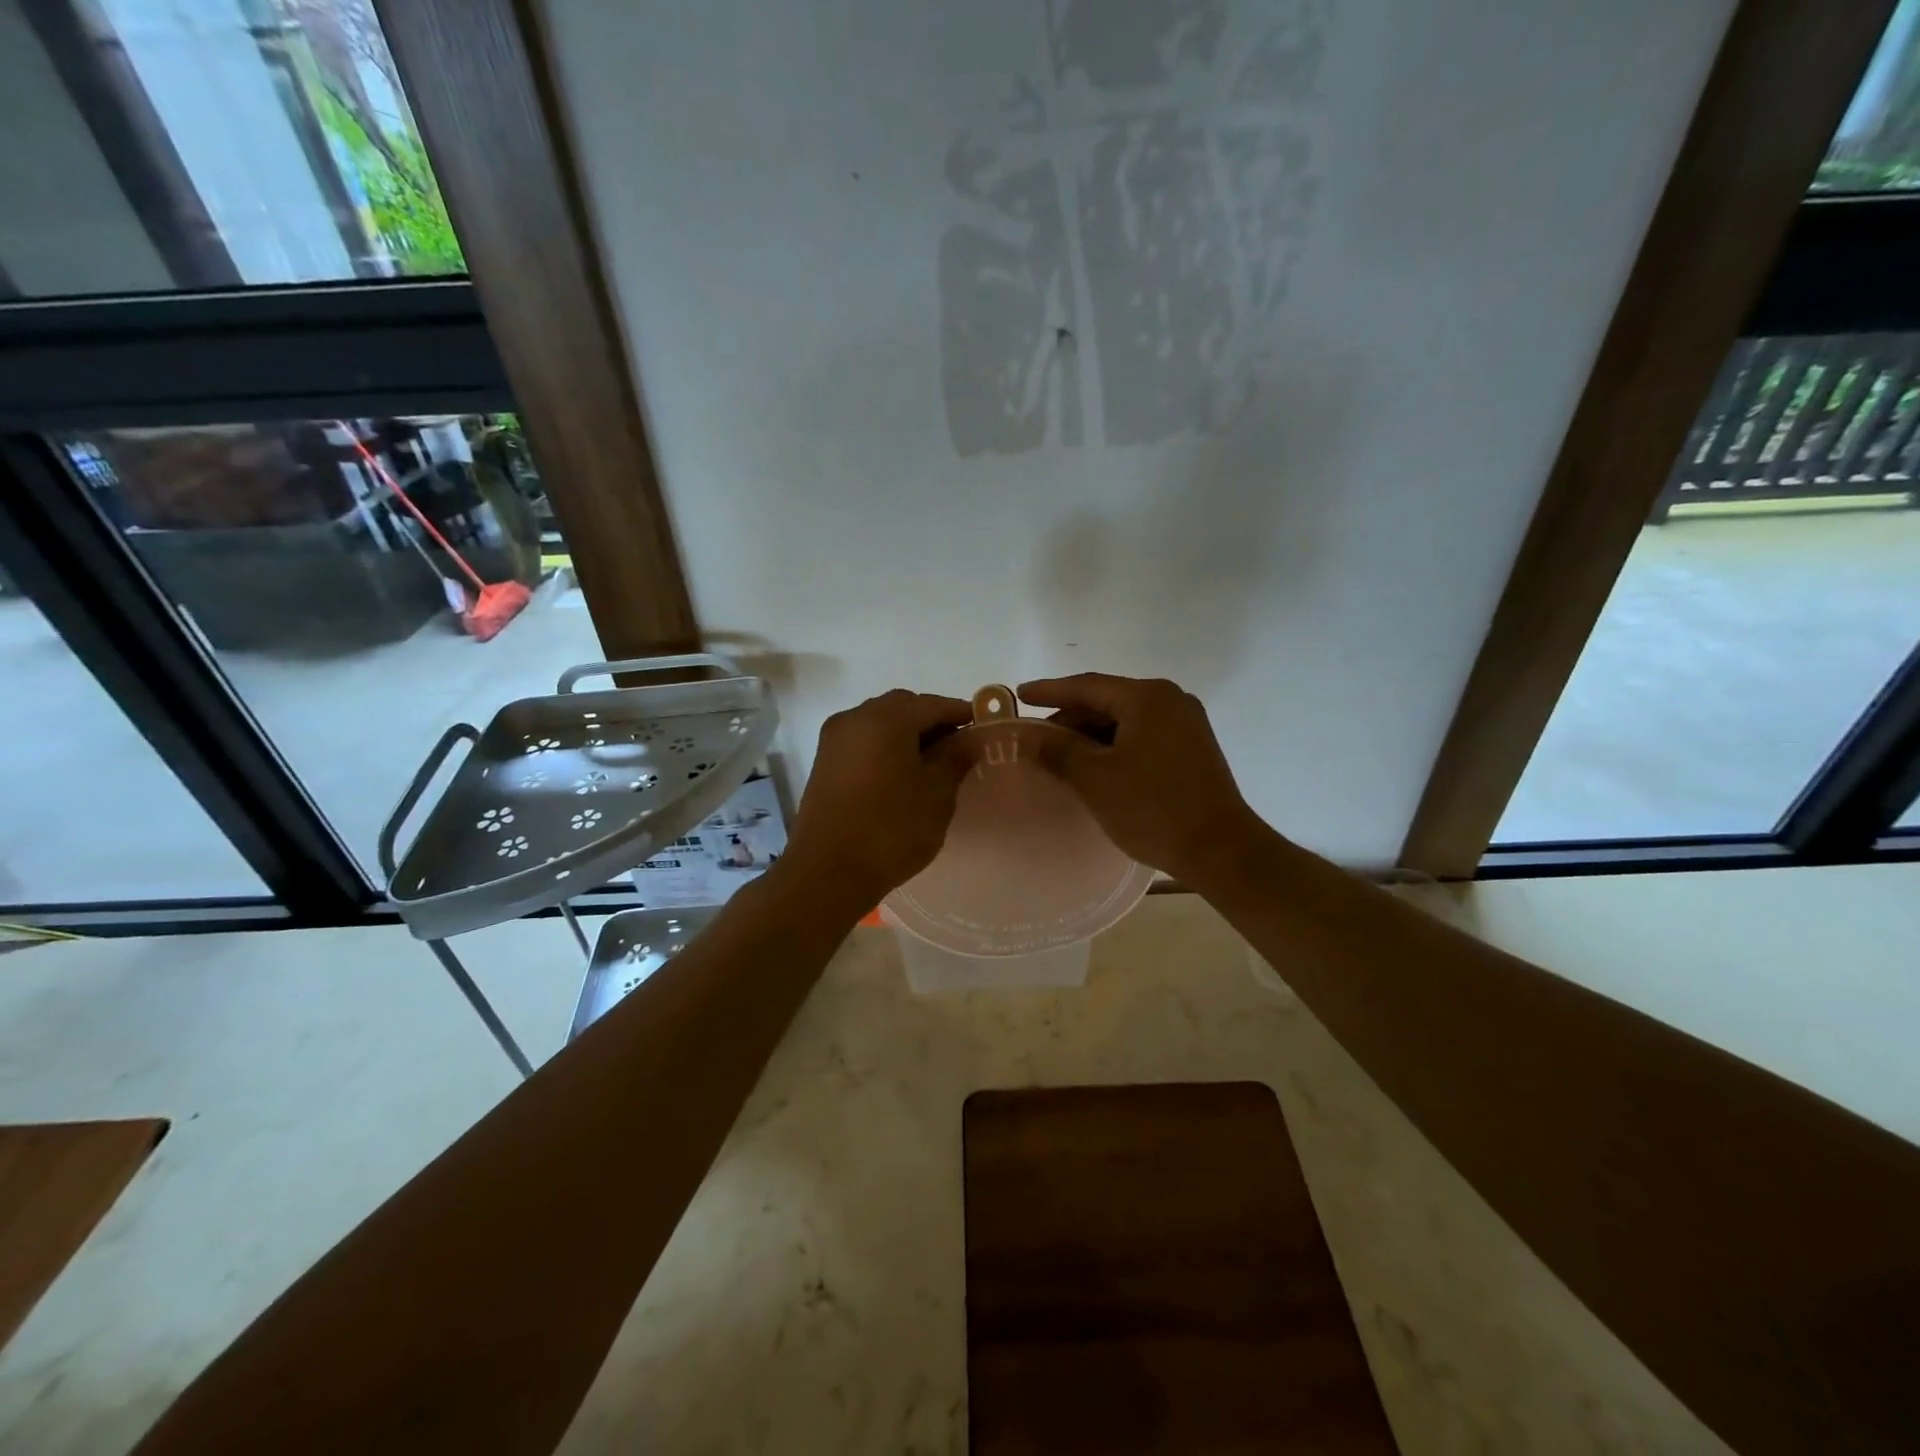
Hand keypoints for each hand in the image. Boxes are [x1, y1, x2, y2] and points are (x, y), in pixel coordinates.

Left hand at [783, 690, 973, 908]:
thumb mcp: (936, 794)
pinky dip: (886, 747)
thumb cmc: (891, 829)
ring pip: (880, 723)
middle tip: (958, 747)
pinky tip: (902, 774)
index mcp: (885, 718)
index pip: (932, 704)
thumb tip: (971, 737)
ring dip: (907, 734)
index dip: (960, 713)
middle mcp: (855, 718)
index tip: (983, 727)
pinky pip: (863, 741)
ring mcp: (834, 740)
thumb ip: (955, 758)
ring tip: (932, 764)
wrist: (827, 872)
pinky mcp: (824, 763)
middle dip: (932, 721)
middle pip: (903, 707)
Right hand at [1018, 673, 1263, 886]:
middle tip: (1036, 737)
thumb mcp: (1095, 778)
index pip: (1087, 686)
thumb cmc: (1152, 808)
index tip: (1019, 694)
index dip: (1049, 691)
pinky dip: (1114, 746)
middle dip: (1070, 718)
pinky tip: (1095, 766)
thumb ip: (1057, 750)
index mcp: (1147, 697)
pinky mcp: (1192, 748)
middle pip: (1107, 701)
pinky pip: (1142, 735)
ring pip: (1125, 720)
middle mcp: (1170, 700)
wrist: (1220, 849)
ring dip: (1091, 735)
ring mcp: (1186, 724)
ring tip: (1060, 755)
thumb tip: (1025, 735)